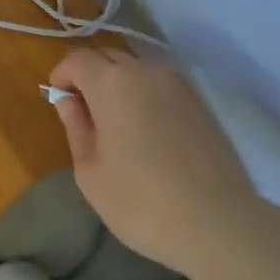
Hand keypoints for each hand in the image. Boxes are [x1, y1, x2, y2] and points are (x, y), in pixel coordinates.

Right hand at [49, 49, 256, 278]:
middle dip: (90, 75)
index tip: (58, 101)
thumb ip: (76, 127)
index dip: (62, 76)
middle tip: (85, 113)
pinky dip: (144, 94)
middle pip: (108, 56)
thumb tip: (69, 100)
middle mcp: (145, 70)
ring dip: (119, 83)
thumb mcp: (91, 173)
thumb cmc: (143, 203)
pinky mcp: (199, 100)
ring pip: (136, 68)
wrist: (220, 223)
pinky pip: (160, 84)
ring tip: (117, 123)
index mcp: (112, 83)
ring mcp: (177, 83)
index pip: (77, 60)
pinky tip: (148, 130)